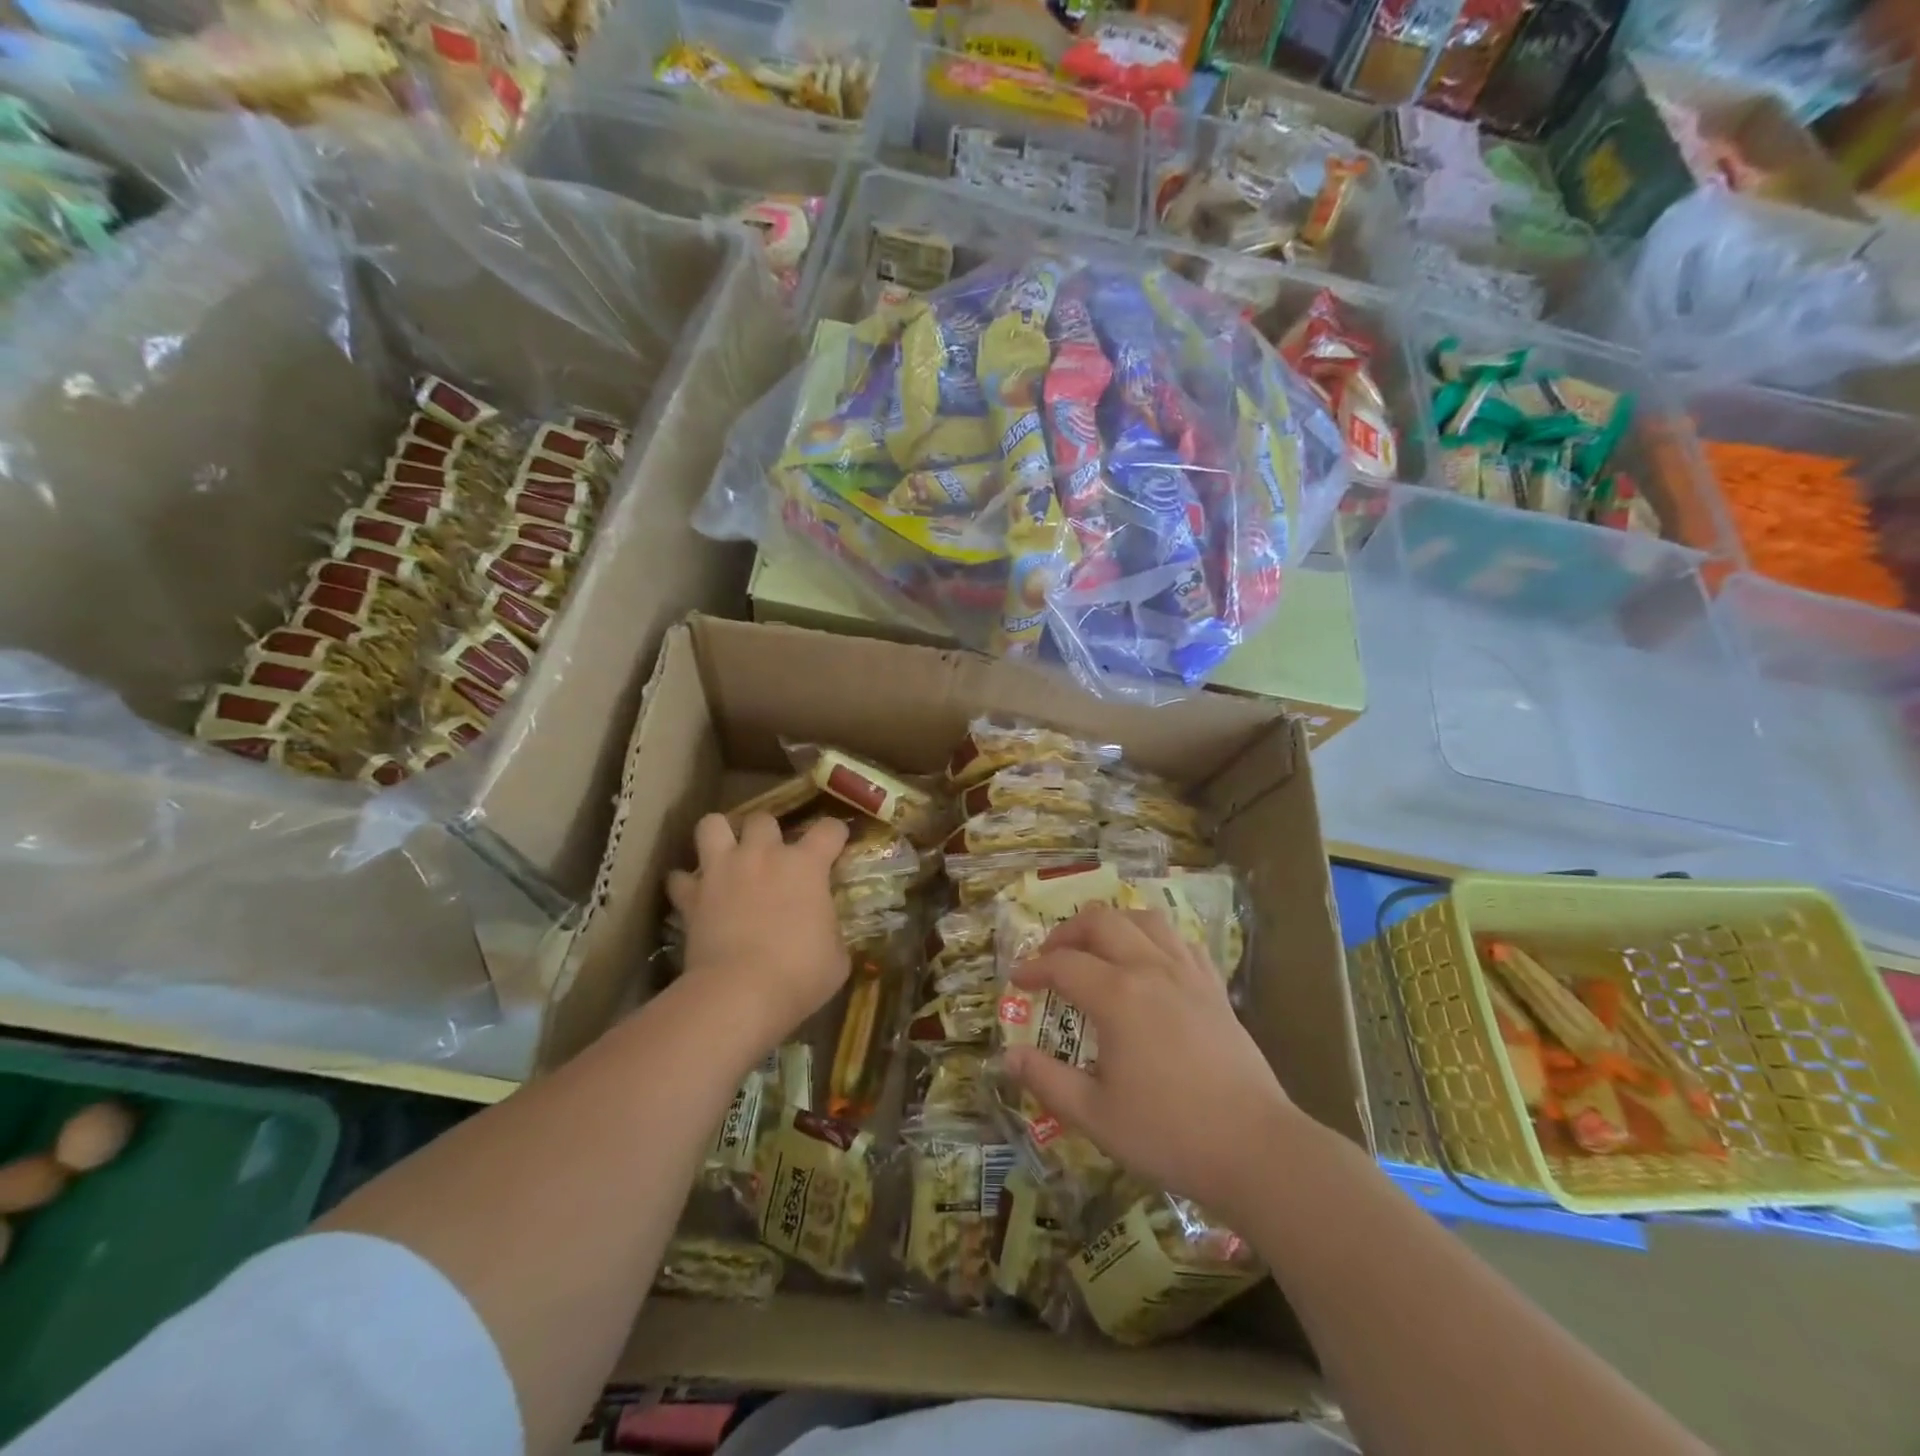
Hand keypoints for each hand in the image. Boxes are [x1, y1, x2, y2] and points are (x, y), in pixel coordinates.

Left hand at [667, 812, 849, 1049]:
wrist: (740, 993)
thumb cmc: (800, 974)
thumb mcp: (836, 955)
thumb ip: (830, 929)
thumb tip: (825, 929)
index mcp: (806, 865)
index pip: (829, 829)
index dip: (835, 834)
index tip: (836, 843)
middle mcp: (763, 855)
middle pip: (763, 818)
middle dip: (768, 832)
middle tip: (771, 855)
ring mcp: (722, 870)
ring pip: (712, 825)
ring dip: (719, 835)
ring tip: (725, 854)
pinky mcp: (691, 896)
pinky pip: (679, 878)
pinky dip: (685, 884)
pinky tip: (694, 896)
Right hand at [1002, 905, 1297, 1219]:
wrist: (1255, 1149)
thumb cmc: (1168, 1133)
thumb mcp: (1094, 1115)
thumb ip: (1047, 1080)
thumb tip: (1008, 1056)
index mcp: (1117, 996)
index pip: (1063, 964)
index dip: (1033, 969)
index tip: (1016, 981)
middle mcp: (1150, 969)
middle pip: (1102, 922)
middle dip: (1068, 932)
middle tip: (1050, 956)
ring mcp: (1188, 974)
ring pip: (1145, 920)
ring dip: (1113, 924)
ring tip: (1097, 947)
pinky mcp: (1215, 988)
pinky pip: (1182, 942)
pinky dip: (1156, 939)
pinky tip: (1151, 961)